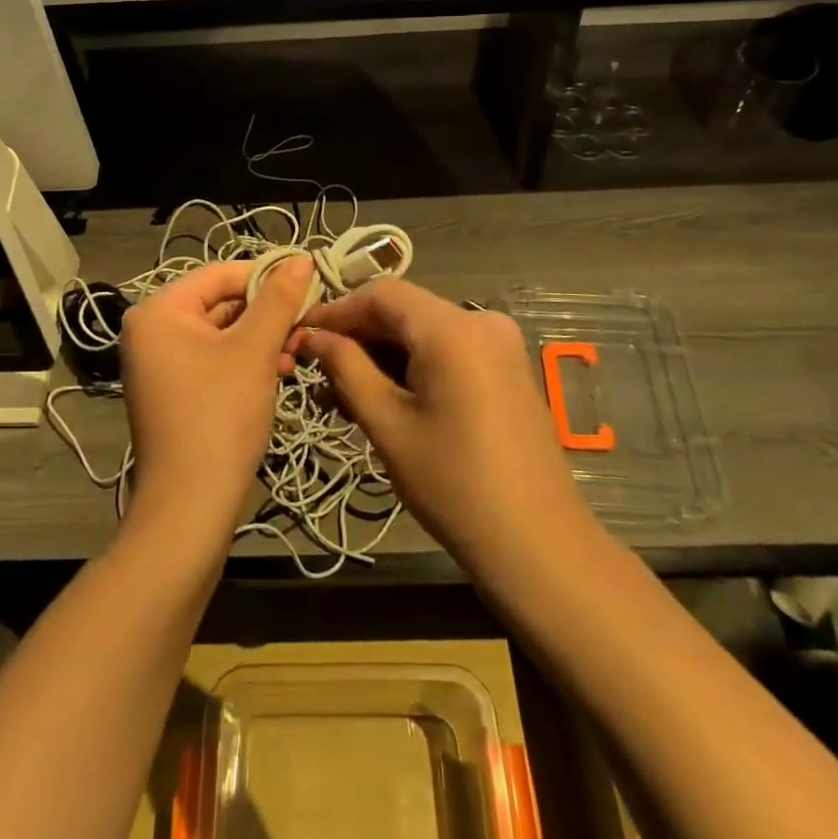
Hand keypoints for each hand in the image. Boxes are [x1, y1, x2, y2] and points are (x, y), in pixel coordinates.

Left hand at [119, 256, 313, 537]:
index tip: (309, 284)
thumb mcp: (254, 351)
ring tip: (297, 351)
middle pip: (220, 303)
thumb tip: (301, 258)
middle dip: (267, 313)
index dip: (266, 276)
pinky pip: (214, 359)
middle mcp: (152, 330)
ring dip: (262, 338)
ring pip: (222, 333)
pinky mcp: (174, 390)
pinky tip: (279, 371)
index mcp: (160, 311)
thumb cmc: (219, 416)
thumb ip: (278, 300)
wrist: (189, 504)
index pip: (220, 274)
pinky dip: (246, 361)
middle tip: (307, 323)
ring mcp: (161, 363)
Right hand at [294, 281, 590, 580]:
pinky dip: (413, 366)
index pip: (381, 293)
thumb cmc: (454, 485)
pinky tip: (386, 399)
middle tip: (317, 373)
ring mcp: (501, 344)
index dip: (336, 310)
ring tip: (345, 396)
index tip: (300, 337)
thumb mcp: (388, 424)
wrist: (537, 544)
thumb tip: (313, 336)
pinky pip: (449, 350)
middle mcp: (482, 321)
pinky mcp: (507, 368)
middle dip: (358, 337)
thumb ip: (346, 368)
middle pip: (404, 311)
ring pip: (424, 332)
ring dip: (383, 356)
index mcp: (454, 328)